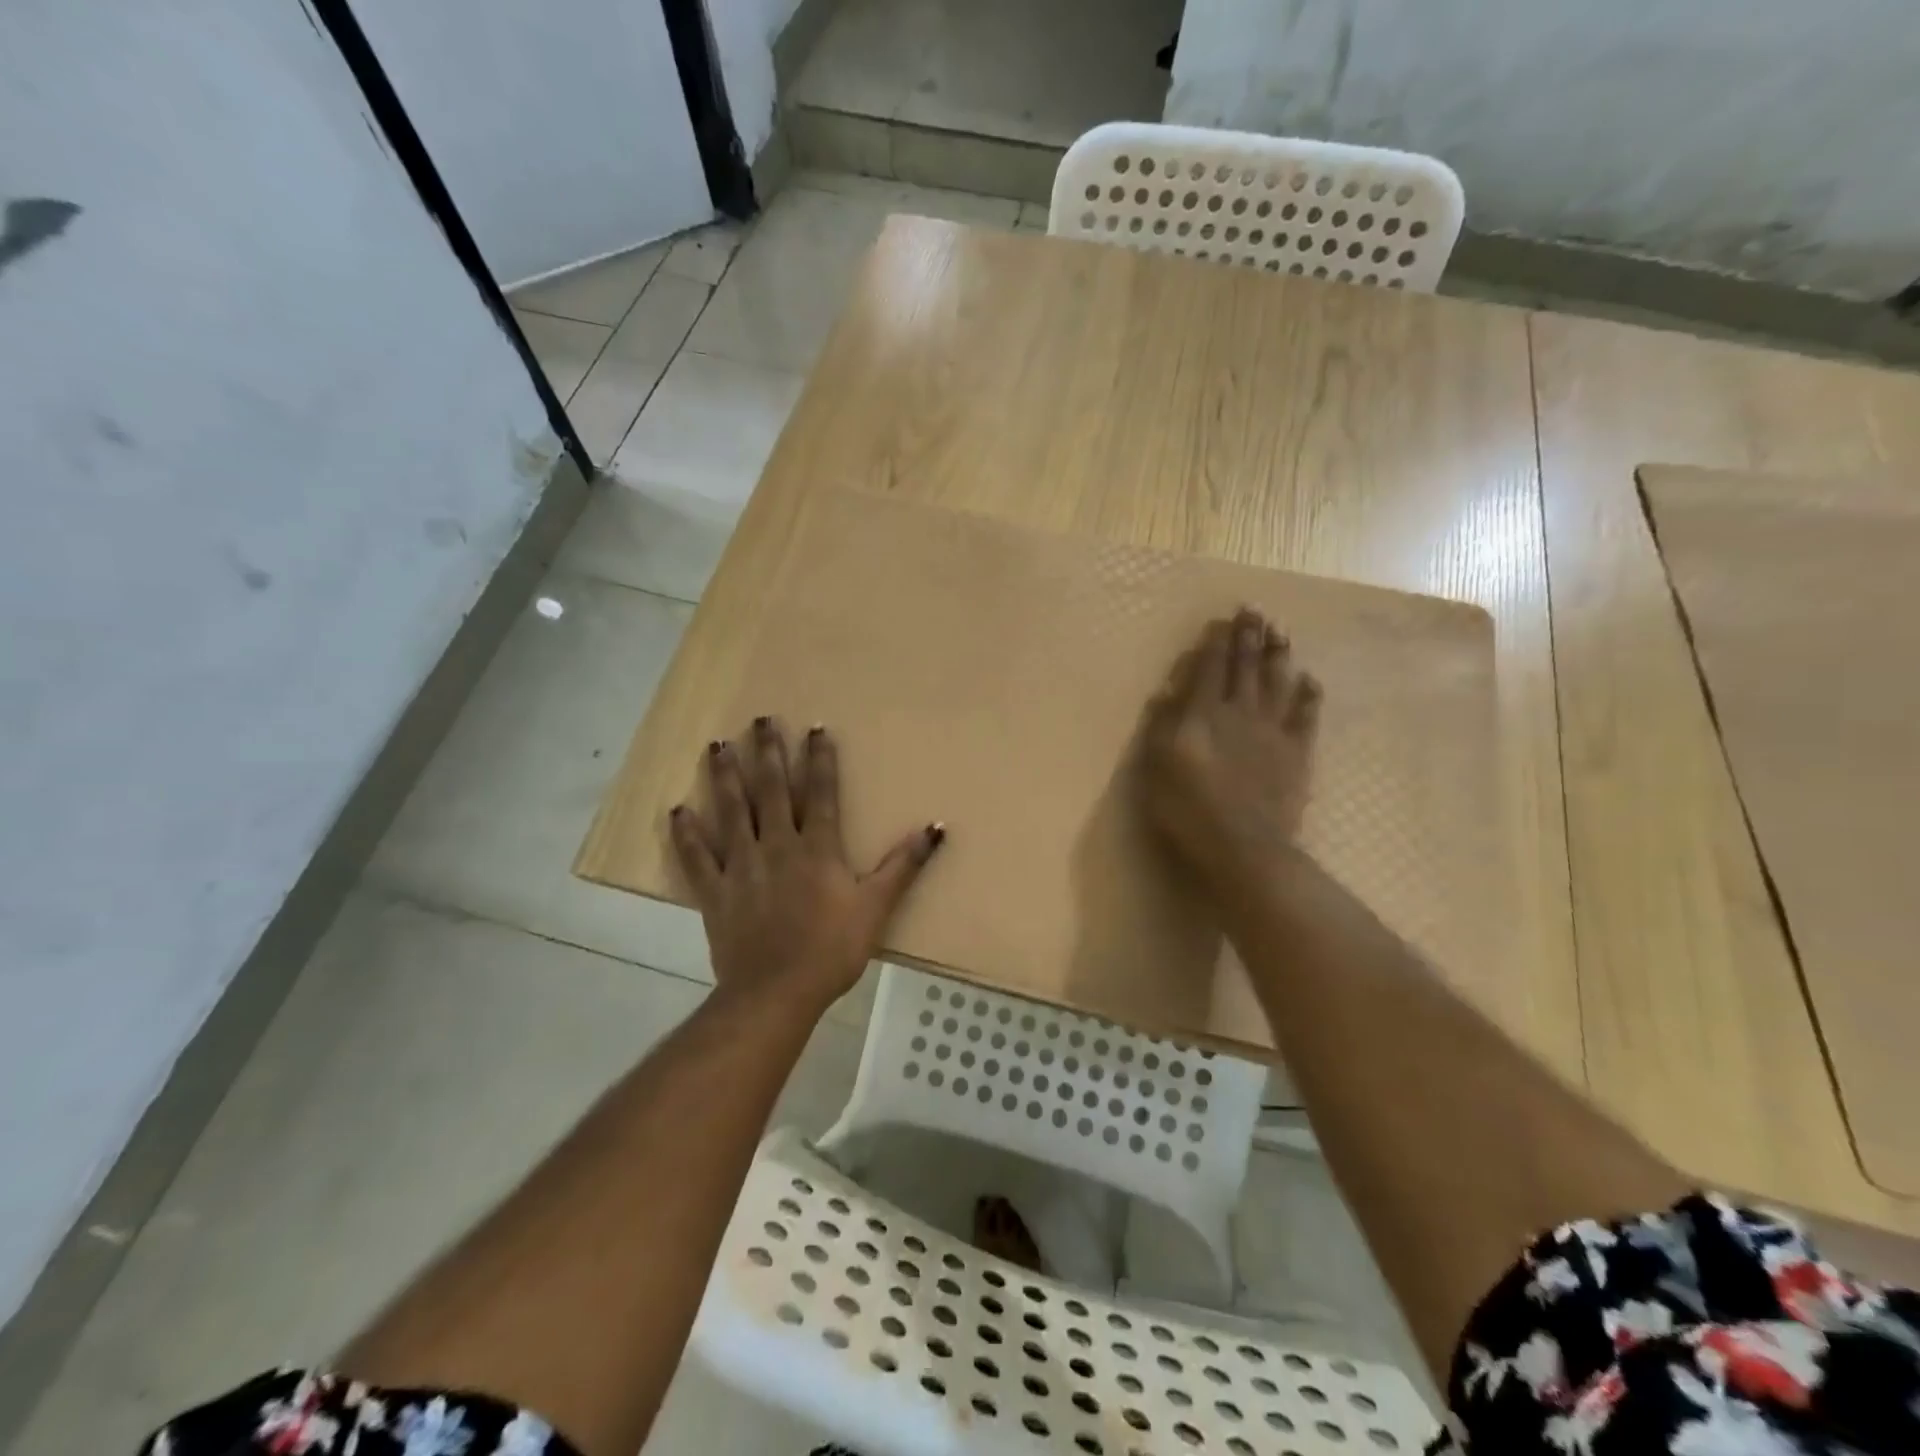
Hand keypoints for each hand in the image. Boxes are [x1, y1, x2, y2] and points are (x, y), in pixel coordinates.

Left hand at [669, 717, 943, 1010]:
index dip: (819, 759)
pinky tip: (677, 810)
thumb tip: (936, 828)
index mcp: (816, 848)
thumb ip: (904, 865)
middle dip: (766, 753)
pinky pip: (696, 858)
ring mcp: (740, 866)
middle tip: (759, 720)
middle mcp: (776, 846)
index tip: (814, 728)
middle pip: (770, 790)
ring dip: (724, 777)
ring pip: (731, 812)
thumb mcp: (876, 907)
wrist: (776, 993)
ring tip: (717, 745)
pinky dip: (686, 834)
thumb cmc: (831, 950)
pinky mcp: (714, 892)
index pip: (819, 792)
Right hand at [1139, 608, 1321, 889]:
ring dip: (1279, 655)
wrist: (1243, 846)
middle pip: (1245, 668)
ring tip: (1281, 631)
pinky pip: (1306, 716)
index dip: (1216, 643)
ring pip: (1277, 683)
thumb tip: (1167, 692)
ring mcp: (1273, 732)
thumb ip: (1162, 727)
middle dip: (1249, 637)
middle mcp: (1240, 713)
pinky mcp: (1297, 753)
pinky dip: (1308, 695)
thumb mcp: (1157, 767)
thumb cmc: (1188, 809)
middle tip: (1254, 611)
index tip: (1223, 619)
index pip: (1209, 669)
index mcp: (1203, 715)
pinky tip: (1309, 679)